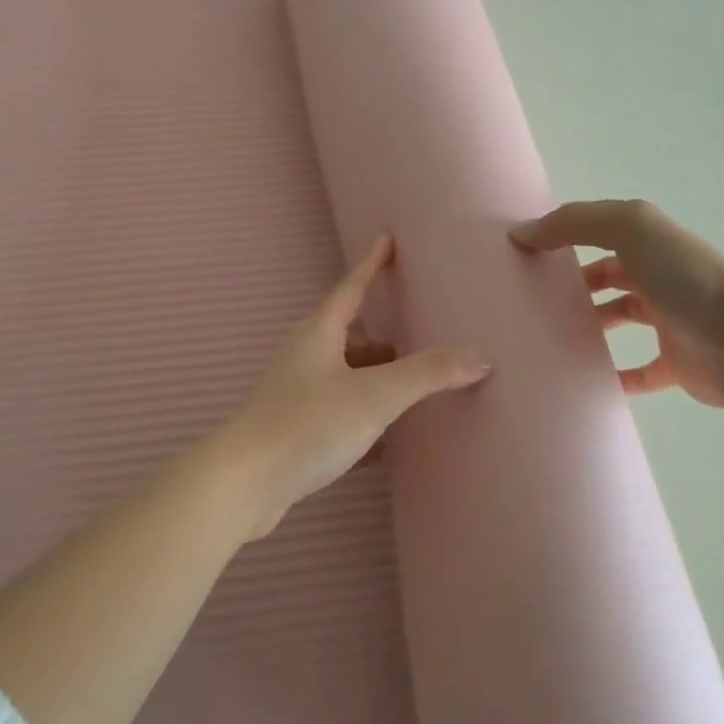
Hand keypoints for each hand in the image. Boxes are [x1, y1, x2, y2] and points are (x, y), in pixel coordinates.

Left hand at [209, 235, 489, 538]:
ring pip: (346, 377)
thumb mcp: (374, 395)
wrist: (244, 485)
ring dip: (376, 381)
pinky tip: (389, 442)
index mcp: (318, 334)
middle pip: (351, 336)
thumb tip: (479, 356)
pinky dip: (365, 419)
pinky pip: (340, 414)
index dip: (372, 263)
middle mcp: (304, 357)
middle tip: (422, 338)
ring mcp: (296, 395)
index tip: (388, 239)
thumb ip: (427, 374)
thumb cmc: (307, 425)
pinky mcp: (294, 431)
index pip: (351, 286)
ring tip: (413, 393)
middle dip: (385, 338)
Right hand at [511, 199, 723, 410]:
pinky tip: (584, 380)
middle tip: (531, 298)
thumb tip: (522, 234)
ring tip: (549, 335)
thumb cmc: (684, 277)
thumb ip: (573, 223)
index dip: (563, 237)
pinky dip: (614, 376)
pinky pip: (638, 372)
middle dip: (574, 283)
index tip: (525, 255)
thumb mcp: (628, 228)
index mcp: (649, 242)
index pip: (598, 232)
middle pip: (608, 275)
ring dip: (590, 326)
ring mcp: (669, 321)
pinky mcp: (676, 364)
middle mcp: (659, 276)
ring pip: (621, 319)